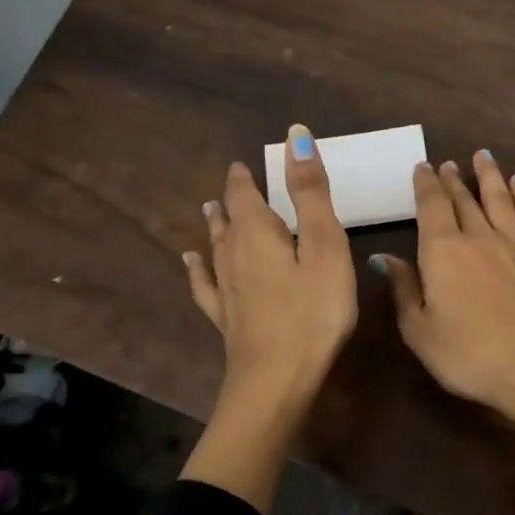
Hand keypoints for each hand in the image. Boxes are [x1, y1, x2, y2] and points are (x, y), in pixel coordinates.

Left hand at [184, 125, 356, 408]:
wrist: (276, 381)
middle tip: (232, 184)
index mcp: (257, 234)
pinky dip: (198, 269)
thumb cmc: (313, 311)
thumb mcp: (324, 246)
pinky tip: (191, 263)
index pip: (245, 196)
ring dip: (215, 227)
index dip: (245, 179)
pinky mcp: (227, 320)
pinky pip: (206, 285)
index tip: (243, 164)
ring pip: (216, 249)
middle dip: (232, 201)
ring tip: (209, 210)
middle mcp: (233, 256)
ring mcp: (226, 291)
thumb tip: (294, 134)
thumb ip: (310, 192)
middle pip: (229, 221)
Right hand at [372, 152, 514, 420]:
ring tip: (483, 156)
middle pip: (463, 200)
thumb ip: (403, 290)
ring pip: (498, 201)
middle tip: (446, 164)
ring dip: (489, 176)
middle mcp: (477, 238)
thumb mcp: (419, 330)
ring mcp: (513, 247)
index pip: (431, 206)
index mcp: (442, 251)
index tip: (422, 167)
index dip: (425, 184)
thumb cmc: (467, 354)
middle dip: (452, 180)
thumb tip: (384, 258)